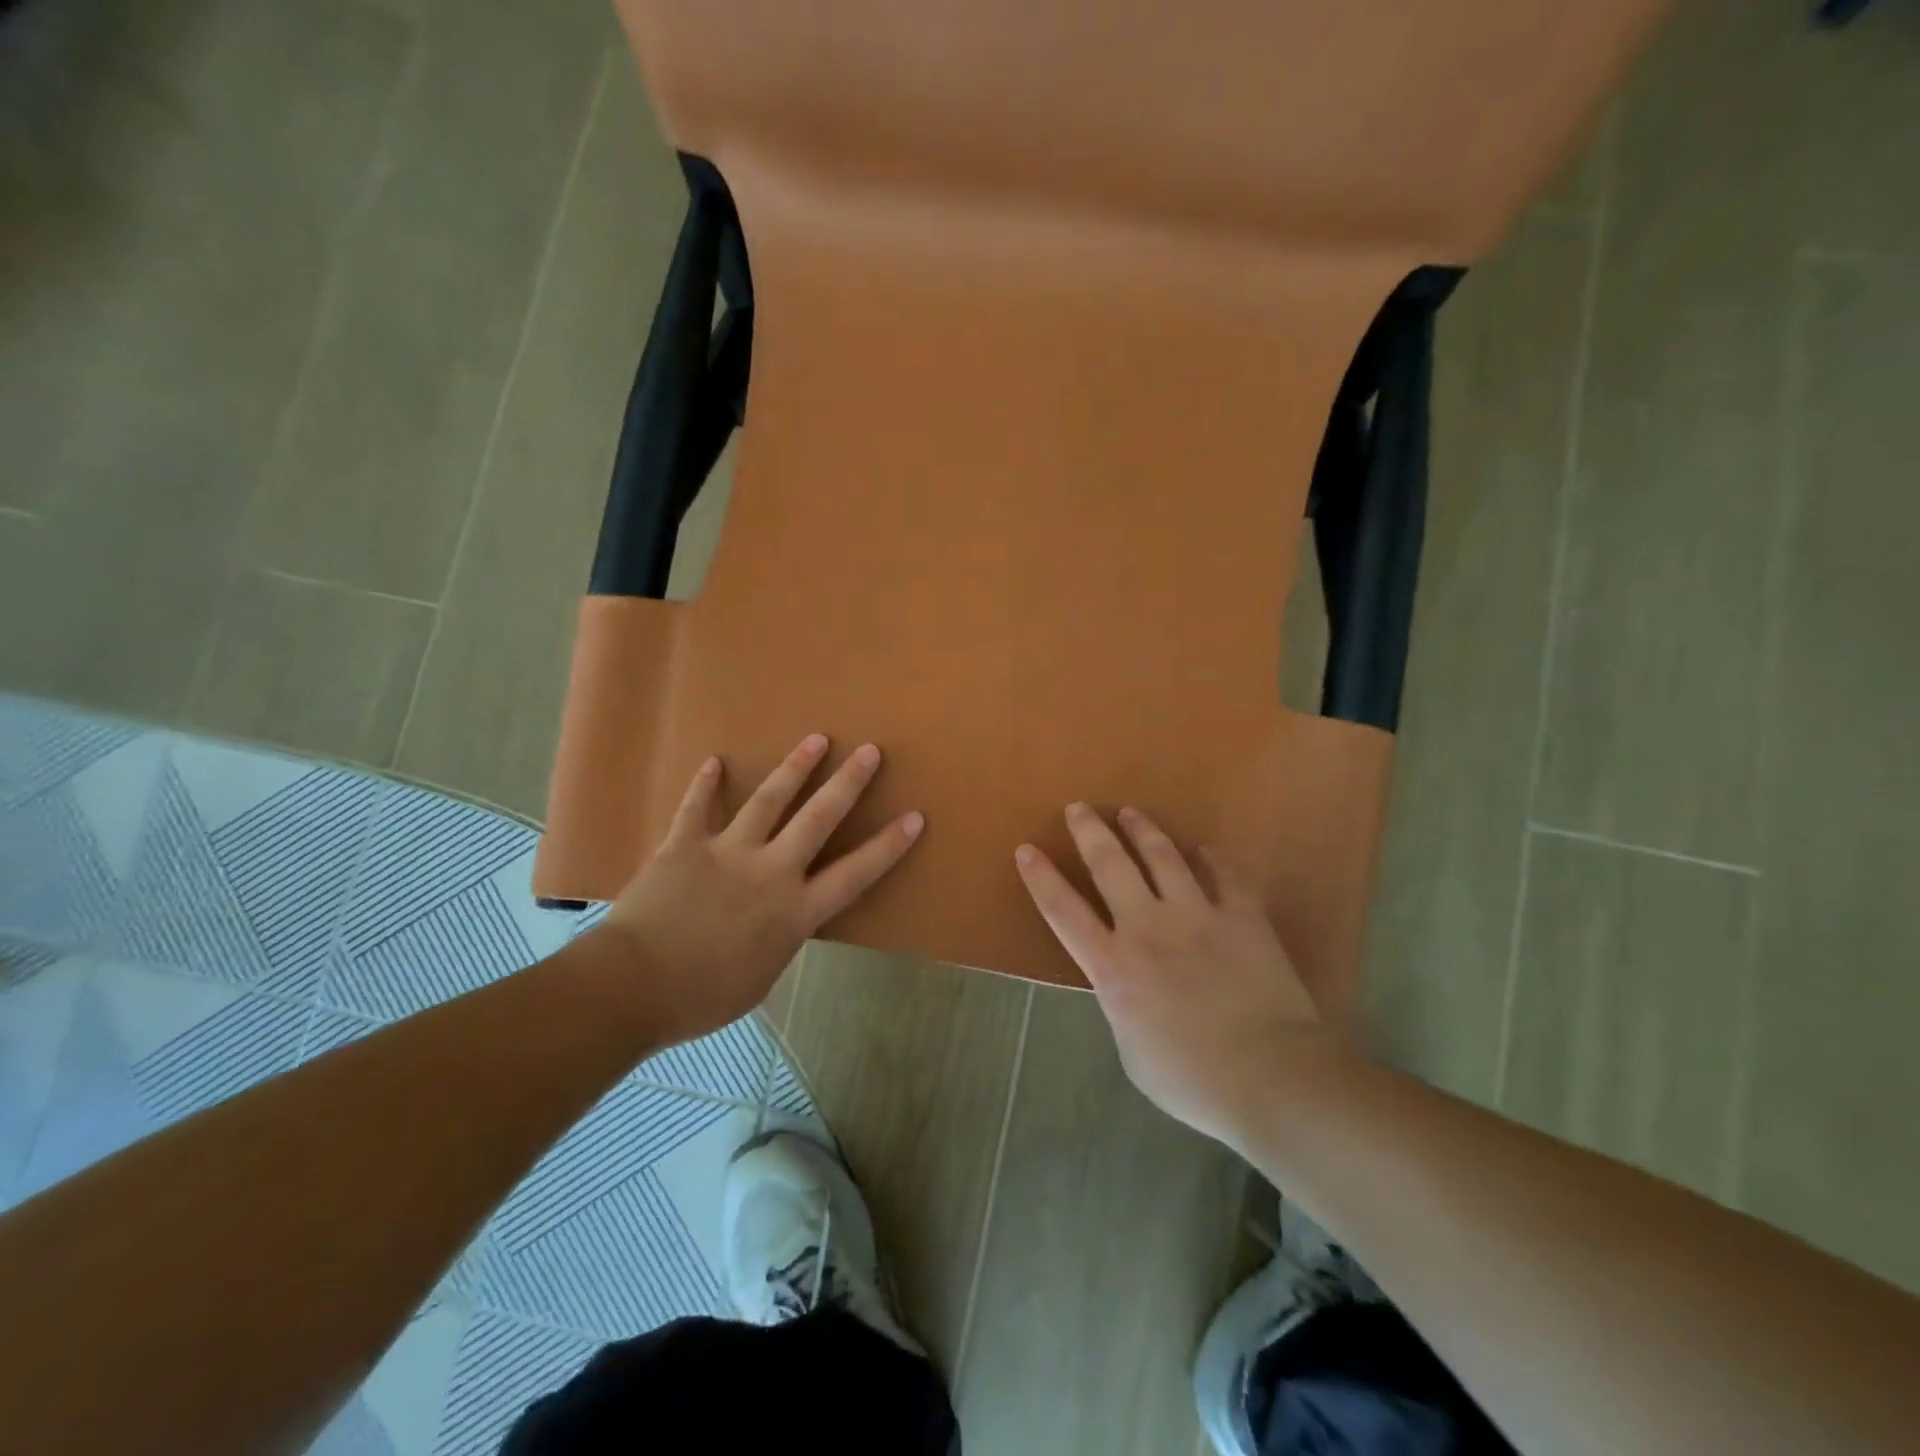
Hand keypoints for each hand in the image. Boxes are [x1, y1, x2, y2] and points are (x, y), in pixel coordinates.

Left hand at [598, 734, 923, 1046]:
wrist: (633, 987)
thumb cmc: (702, 998)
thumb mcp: (760, 978)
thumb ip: (778, 940)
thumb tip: (778, 922)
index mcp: (795, 912)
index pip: (855, 873)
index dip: (888, 845)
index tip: (914, 817)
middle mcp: (770, 872)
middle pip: (818, 819)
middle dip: (848, 783)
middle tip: (870, 751)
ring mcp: (727, 852)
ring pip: (768, 801)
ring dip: (794, 768)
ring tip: (816, 740)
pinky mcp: (684, 845)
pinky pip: (696, 808)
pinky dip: (704, 784)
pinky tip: (714, 761)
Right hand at [1014, 803, 1327, 1151]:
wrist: (1270, 1076)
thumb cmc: (1192, 1079)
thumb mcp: (1132, 1051)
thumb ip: (1122, 1006)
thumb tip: (1126, 986)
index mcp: (1114, 966)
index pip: (1064, 911)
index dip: (1041, 878)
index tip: (1027, 849)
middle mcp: (1147, 927)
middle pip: (1110, 865)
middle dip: (1089, 832)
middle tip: (1078, 808)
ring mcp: (1196, 915)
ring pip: (1162, 857)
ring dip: (1142, 830)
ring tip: (1130, 813)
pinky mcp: (1242, 916)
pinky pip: (1225, 875)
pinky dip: (1212, 859)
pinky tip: (1205, 849)